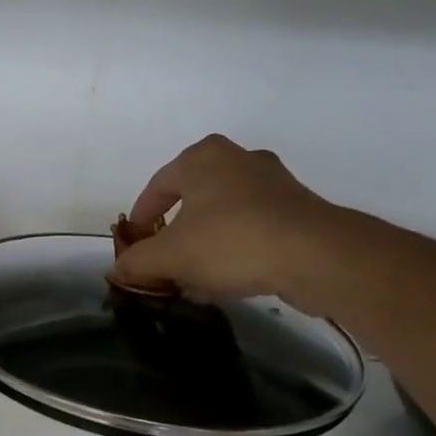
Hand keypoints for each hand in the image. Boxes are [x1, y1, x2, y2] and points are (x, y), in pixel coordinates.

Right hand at [112, 136, 350, 309]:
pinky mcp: (300, 209)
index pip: (158, 185)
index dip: (140, 216)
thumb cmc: (231, 242)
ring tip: (195, 275)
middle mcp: (239, 159)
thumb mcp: (169, 256)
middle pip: (192, 198)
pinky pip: (253, 227)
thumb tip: (119, 270)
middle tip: (164, 259)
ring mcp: (275, 182)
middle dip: (175, 231)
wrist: (316, 256)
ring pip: (224, 214)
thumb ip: (137, 262)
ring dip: (206, 242)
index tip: (134, 241)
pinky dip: (235, 248)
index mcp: (202, 158)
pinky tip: (229, 278)